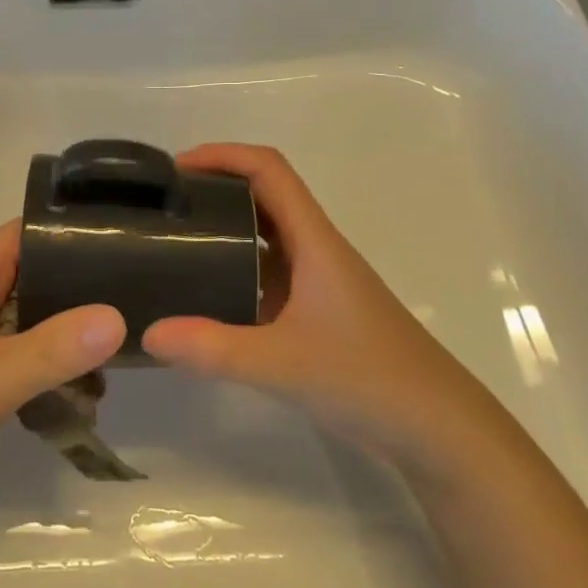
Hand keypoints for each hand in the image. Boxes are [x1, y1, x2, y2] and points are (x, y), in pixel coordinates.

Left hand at [0, 221, 125, 521]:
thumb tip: (119, 315)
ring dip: (65, 339)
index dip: (76, 232)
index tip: (131, 245)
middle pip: (34, 277)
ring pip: (26, 323)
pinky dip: (42, 371)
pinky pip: (11, 360)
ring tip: (119, 364)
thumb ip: (55, 348)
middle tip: (141, 312)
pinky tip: (78, 397)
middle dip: (81, 294)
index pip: (31, 232)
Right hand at [142, 144, 499, 469]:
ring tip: (173, 243)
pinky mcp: (317, 313)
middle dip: (214, 187)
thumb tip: (147, 333)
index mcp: (315, 242)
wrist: (441, 432)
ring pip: (265, 236)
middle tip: (163, 206)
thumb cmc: (370, 380)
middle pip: (264, 195)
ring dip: (223, 227)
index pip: (269, 170)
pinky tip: (205, 297)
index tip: (175, 170)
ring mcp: (318, 283)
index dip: (223, 155)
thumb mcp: (283, 364)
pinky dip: (234, 270)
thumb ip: (213, 349)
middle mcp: (316, 251)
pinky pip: (268, 274)